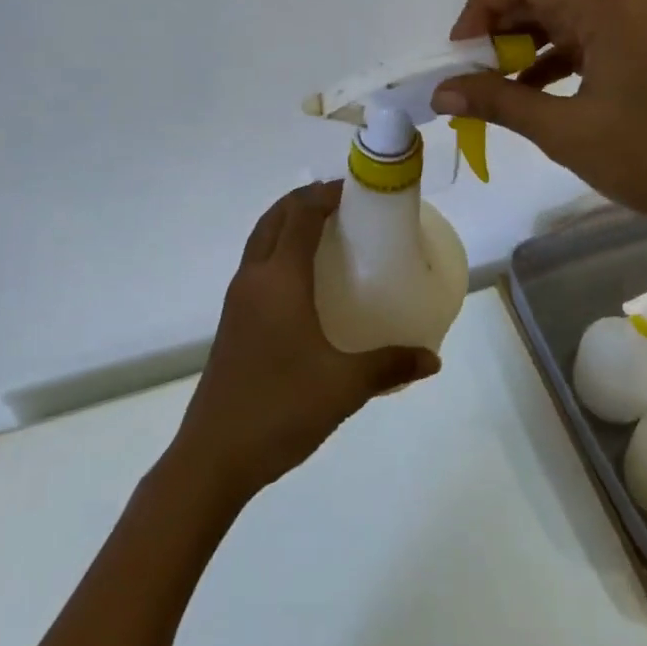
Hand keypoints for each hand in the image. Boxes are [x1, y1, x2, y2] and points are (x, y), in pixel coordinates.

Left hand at [171, 183, 438, 502]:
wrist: (214, 454)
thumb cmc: (280, 407)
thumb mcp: (344, 386)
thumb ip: (390, 366)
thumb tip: (432, 359)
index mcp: (279, 280)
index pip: (300, 216)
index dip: (325, 195)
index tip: (354, 190)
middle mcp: (253, 279)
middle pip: (274, 218)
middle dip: (304, 201)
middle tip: (341, 203)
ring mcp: (237, 300)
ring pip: (260, 241)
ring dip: (286, 224)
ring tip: (323, 232)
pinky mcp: (232, 322)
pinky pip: (256, 266)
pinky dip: (277, 251)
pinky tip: (301, 281)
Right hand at [431, 0, 646, 244]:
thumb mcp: (565, 130)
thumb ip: (498, 102)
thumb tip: (441, 92)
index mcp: (609, 7)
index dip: (483, 4)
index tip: (461, 52)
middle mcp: (630, 2)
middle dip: (502, 28)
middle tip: (473, 73)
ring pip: (570, 16)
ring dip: (529, 45)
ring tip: (498, 87)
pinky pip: (595, 39)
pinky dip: (560, 59)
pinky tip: (538, 94)